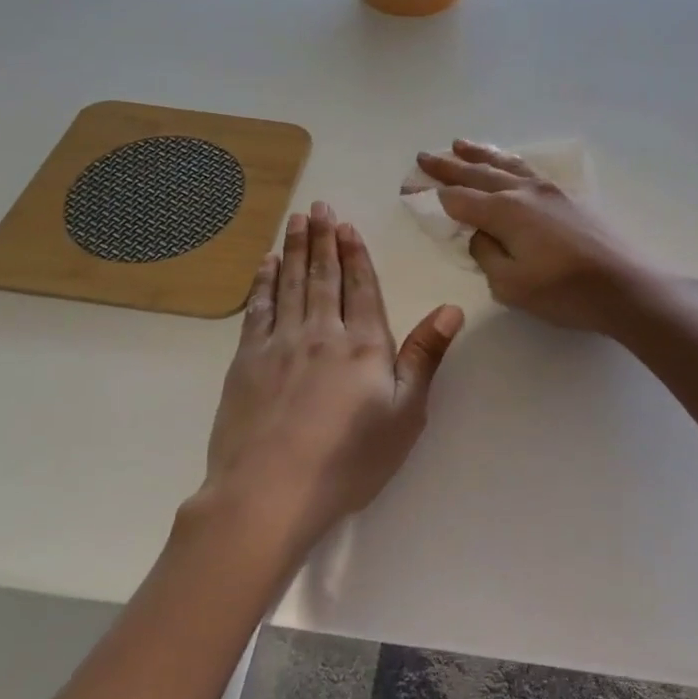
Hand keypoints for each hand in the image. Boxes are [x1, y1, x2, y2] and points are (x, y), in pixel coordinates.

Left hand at [202, 202, 462, 541]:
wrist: (270, 491)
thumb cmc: (349, 459)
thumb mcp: (405, 413)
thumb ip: (425, 356)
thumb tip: (451, 309)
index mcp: (363, 344)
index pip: (361, 287)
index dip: (355, 255)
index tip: (346, 226)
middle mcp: (321, 332)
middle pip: (323, 276)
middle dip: (321, 239)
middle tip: (318, 207)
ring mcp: (279, 343)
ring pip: (290, 284)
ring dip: (293, 250)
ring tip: (295, 221)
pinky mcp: (247, 361)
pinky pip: (258, 309)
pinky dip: (264, 283)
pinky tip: (265, 266)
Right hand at [416, 141, 654, 334]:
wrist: (626, 286)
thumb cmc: (565, 292)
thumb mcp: (511, 285)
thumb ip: (487, 255)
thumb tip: (481, 235)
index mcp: (505, 212)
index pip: (458, 199)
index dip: (431, 194)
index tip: (409, 187)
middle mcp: (524, 192)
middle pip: (477, 174)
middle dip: (448, 166)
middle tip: (424, 156)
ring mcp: (550, 191)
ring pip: (506, 165)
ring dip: (479, 154)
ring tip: (459, 143)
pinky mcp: (569, 198)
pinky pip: (528, 170)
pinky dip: (509, 162)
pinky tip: (508, 163)